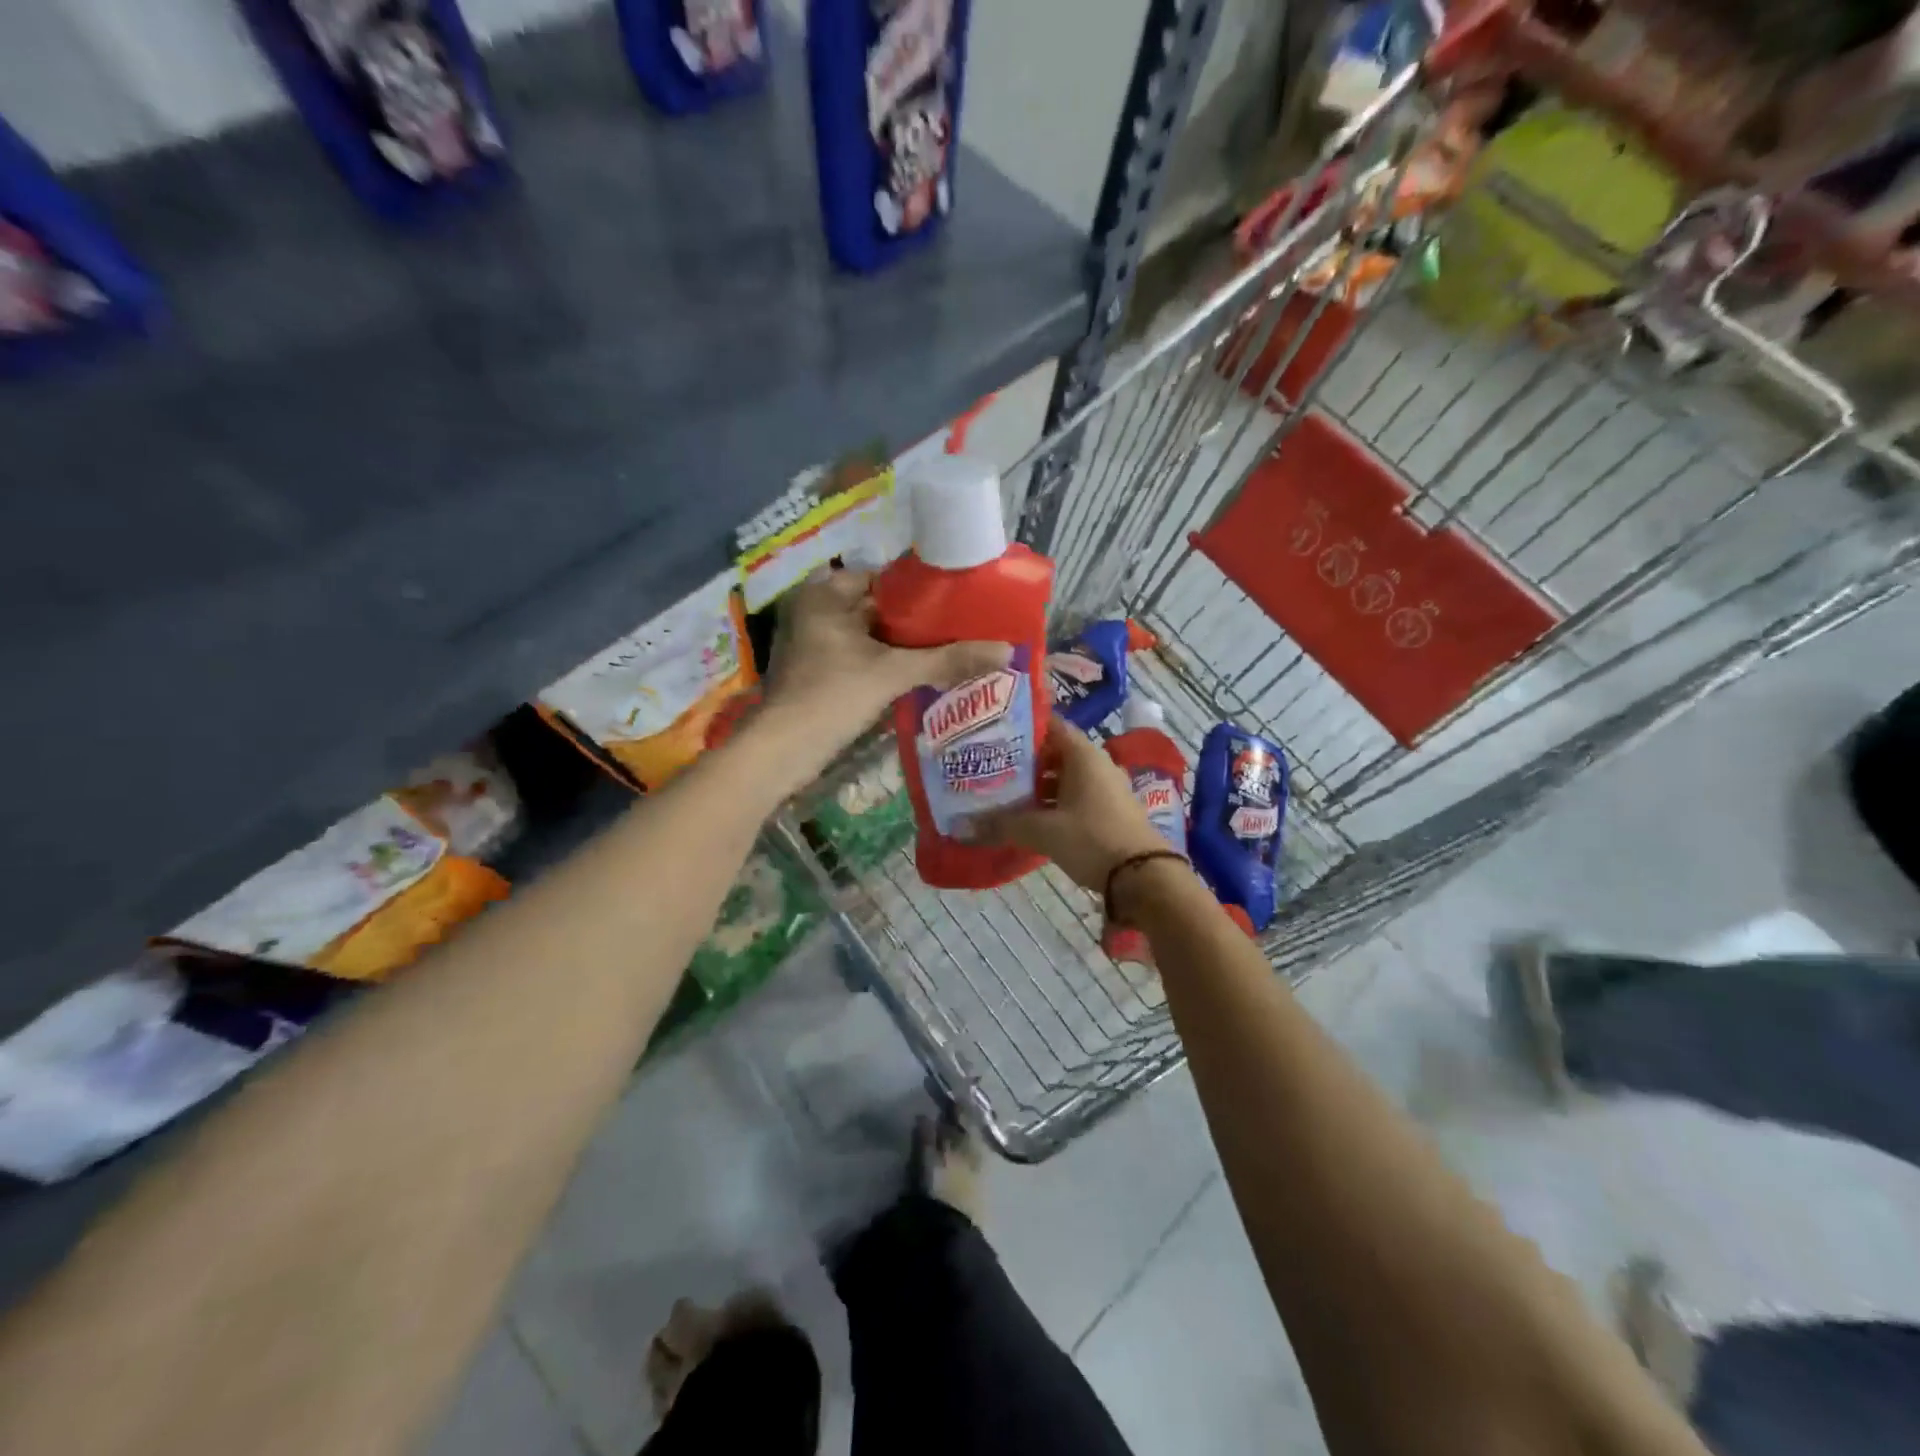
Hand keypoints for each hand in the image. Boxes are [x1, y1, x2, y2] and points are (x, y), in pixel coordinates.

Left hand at [761, 567, 1010, 754]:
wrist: (783, 750)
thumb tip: (1005, 650)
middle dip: (917, 623)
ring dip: (904, 646)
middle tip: (961, 627)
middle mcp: (816, 611)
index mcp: (825, 594)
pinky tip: (922, 673)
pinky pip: (862, 658)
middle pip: (879, 609)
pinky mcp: (819, 672)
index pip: (884, 580)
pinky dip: (887, 664)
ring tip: (951, 649)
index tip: (958, 602)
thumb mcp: (893, 673)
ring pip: (872, 637)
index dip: (922, 591)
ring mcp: (815, 644)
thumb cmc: (832, 696)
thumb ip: (947, 659)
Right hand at [978, 713, 1171, 891]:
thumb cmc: (1092, 838)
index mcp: (1083, 754)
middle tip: (992, 769)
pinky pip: (1076, 797)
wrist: (1143, 875)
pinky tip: (1032, 818)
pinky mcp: (1110, 810)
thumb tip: (965, 826)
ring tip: (1005, 796)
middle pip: (1055, 753)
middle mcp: (1097, 763)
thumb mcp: (1043, 831)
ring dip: (1039, 786)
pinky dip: (1054, 803)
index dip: (1022, 728)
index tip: (993, 736)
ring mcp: (1107, 787)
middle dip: (1025, 762)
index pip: (1050, 726)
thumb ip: (1004, 824)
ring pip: (1065, 777)